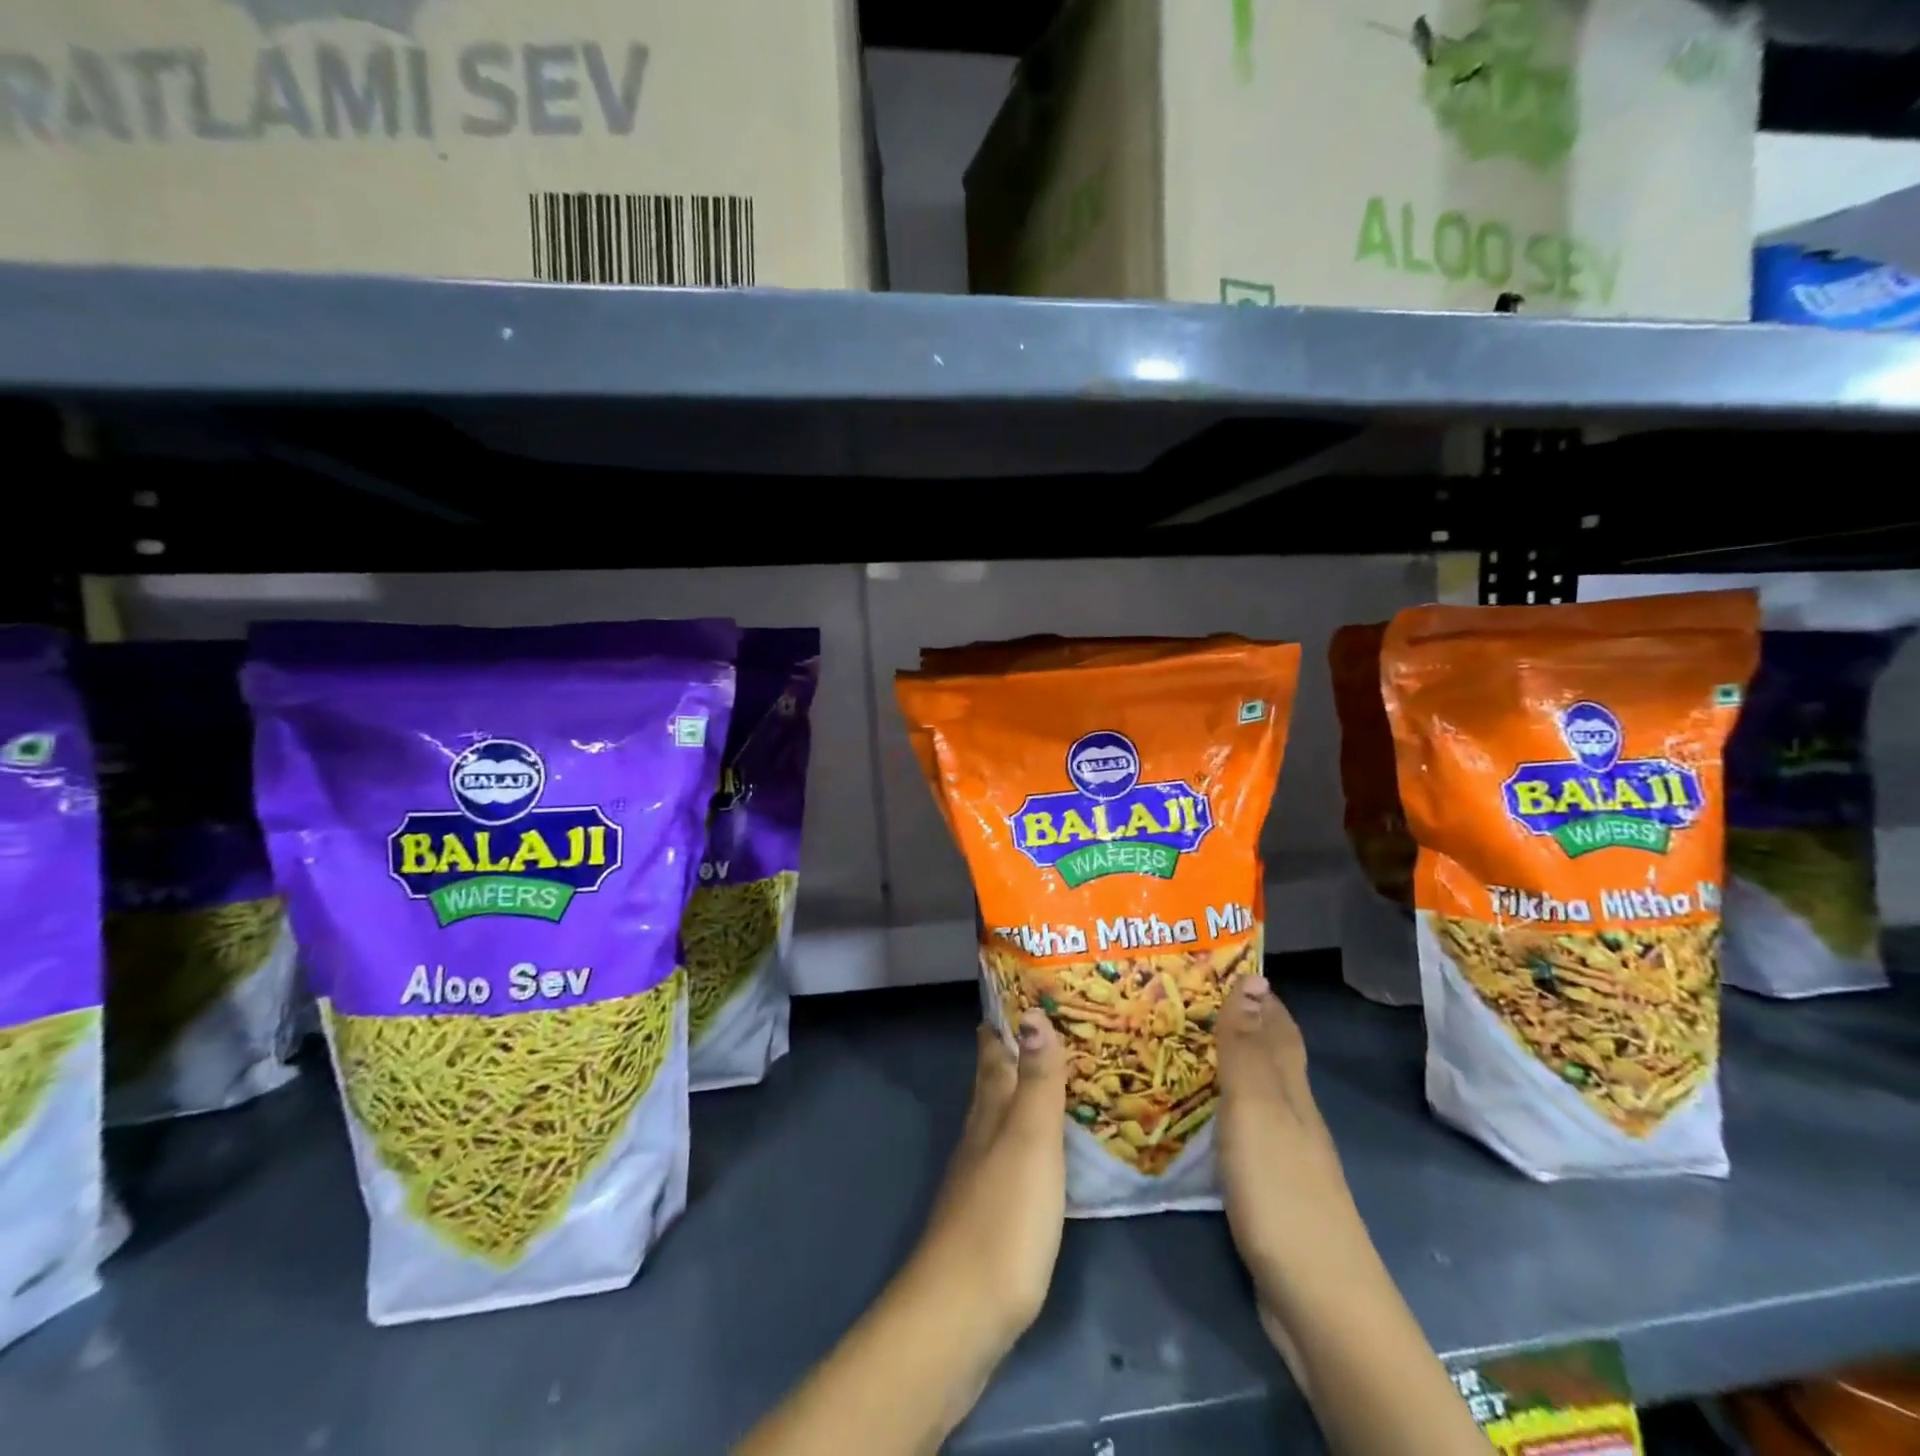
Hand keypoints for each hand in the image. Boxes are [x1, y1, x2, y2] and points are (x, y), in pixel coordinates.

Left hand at [913, 1011, 1067, 1349]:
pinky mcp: (993, 1212)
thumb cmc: (1003, 1218)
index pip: (991, 1050)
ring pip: (1003, 1116)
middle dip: (1015, 1050)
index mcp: (990, 1110)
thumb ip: (1036, 1080)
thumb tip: (1033, 1012)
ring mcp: (982, 1174)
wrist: (963, 1313)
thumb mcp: (1030, 1141)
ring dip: (1024, 1092)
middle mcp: (981, 1133)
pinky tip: (1048, 1149)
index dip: (1003, 1019)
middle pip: (994, 1080)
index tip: (1023, 988)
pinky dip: (1031, 1137)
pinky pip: (1014, 1154)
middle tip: (1049, 1023)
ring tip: (1055, 1076)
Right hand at [1214, 975, 1360, 1294]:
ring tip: (1177, 1044)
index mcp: (1291, 1090)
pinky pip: (1241, 1128)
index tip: (1217, 961)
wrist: (1319, 1302)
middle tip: (1183, 997)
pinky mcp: (1268, 1189)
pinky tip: (1195, 1113)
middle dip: (1237, 1023)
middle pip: (1268, 1055)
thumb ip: (1247, 1049)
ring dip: (1225, 1064)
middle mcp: (1292, 1114)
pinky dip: (1219, 1108)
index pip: (1278, 1026)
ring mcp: (1283, 1154)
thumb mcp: (1256, 1111)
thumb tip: (1252, 977)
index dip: (1257, 993)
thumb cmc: (1283, 1192)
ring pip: (1254, 1092)